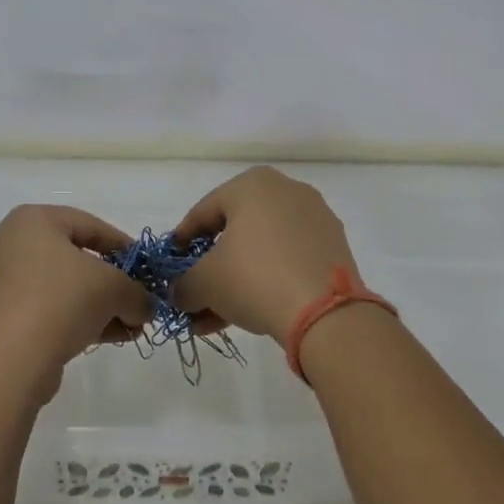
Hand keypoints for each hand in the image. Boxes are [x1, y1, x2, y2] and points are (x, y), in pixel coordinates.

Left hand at [0, 205, 152, 396]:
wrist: (8, 361)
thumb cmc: (61, 301)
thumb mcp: (114, 289)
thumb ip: (137, 293)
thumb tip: (145, 307)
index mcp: (33, 220)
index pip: (90, 225)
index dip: (125, 247)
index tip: (146, 269)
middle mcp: (10, 244)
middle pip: (75, 259)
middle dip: (113, 284)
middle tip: (138, 302)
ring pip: (62, 288)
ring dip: (99, 306)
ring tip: (130, 328)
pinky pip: (45, 309)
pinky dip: (75, 319)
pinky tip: (107, 338)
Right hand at [170, 166, 360, 338]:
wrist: (325, 312)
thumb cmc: (254, 278)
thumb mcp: (204, 283)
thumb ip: (183, 285)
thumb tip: (179, 294)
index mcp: (252, 184)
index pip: (203, 212)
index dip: (181, 242)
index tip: (170, 267)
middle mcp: (287, 191)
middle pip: (234, 233)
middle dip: (210, 269)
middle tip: (194, 295)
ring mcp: (315, 219)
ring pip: (261, 250)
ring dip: (235, 282)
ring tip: (214, 318)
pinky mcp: (333, 248)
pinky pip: (287, 260)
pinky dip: (265, 281)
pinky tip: (247, 314)